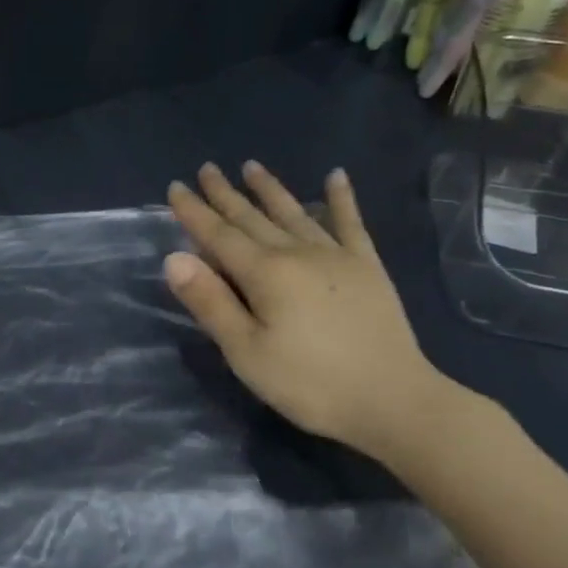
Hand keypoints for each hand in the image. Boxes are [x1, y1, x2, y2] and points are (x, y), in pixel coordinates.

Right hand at [164, 161, 457, 464]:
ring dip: (270, 189)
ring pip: (294, 213)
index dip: (194, 212)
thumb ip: (210, 302)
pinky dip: (342, 199)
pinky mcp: (367, 267)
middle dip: (225, 194)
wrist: (393, 400)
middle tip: (206, 169)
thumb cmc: (309, 383)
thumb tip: (174, 257)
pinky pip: (351, 224)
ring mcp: (336, 256)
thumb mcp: (246, 352)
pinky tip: (336, 176)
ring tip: (251, 166)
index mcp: (265, 274)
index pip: (218, 235)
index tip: (175, 187)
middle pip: (252, 218)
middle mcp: (297, 253)